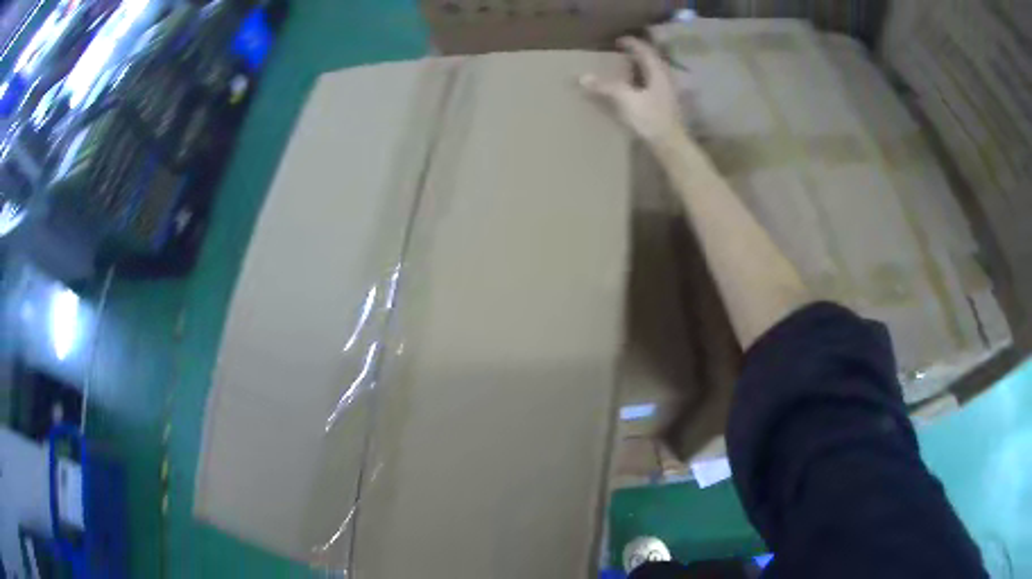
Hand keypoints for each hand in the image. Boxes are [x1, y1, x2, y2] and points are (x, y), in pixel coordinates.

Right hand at [580, 37, 685, 147]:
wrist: (671, 146)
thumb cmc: (651, 120)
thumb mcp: (626, 100)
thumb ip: (606, 87)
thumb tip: (582, 77)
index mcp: (658, 73)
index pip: (645, 51)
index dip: (632, 44)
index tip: (619, 40)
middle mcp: (665, 80)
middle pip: (651, 61)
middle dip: (637, 55)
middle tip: (622, 52)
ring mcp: (667, 94)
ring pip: (653, 74)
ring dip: (639, 69)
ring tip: (625, 69)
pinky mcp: (665, 106)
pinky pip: (652, 86)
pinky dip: (641, 82)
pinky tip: (633, 90)